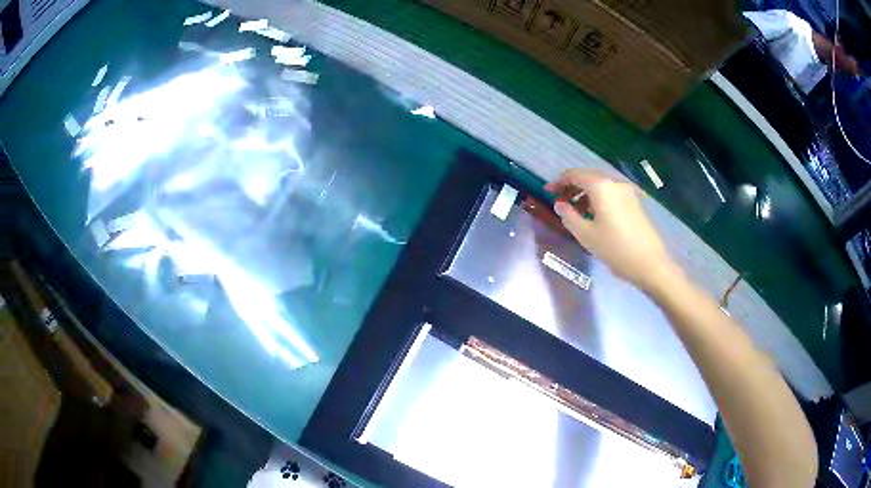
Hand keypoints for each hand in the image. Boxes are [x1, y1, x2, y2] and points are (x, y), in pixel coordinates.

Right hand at [545, 169, 678, 291]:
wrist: (650, 263)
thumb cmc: (615, 248)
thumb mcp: (586, 235)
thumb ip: (568, 216)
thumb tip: (560, 204)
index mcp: (600, 186)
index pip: (574, 175)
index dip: (558, 182)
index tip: (547, 192)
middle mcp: (614, 182)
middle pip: (588, 177)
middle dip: (571, 187)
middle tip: (559, 203)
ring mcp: (627, 191)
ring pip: (600, 186)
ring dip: (584, 194)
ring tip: (575, 212)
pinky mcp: (634, 202)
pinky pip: (610, 193)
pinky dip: (597, 199)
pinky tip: (593, 216)